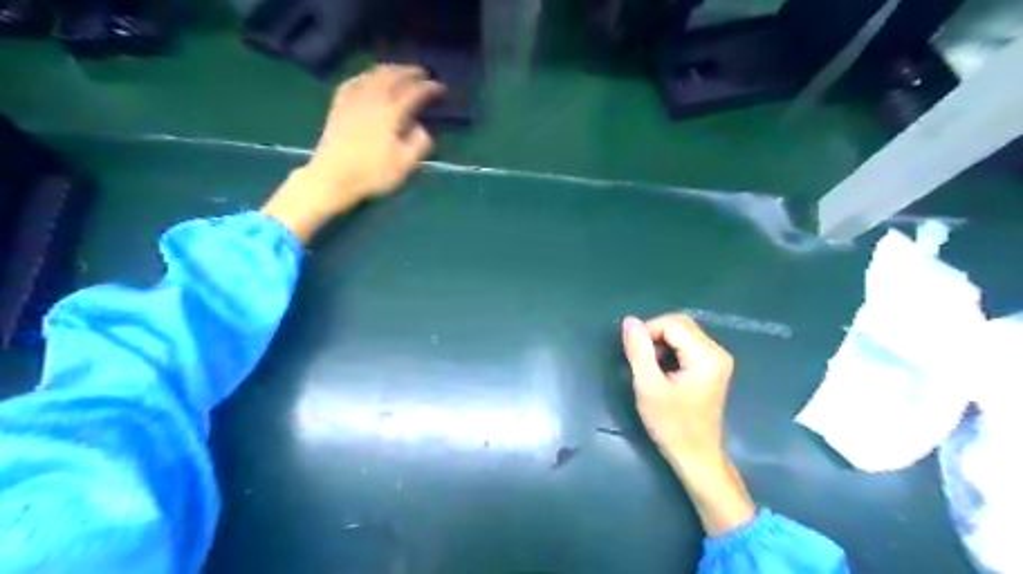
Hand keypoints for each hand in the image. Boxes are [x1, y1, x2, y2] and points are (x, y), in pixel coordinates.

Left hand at [260, 62, 440, 242]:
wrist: (333, 177)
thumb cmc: (372, 174)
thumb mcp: (404, 165)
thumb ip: (419, 144)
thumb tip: (422, 128)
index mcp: (391, 114)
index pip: (414, 92)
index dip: (429, 87)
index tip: (440, 87)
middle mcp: (373, 100)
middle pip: (393, 76)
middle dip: (410, 72)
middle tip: (423, 73)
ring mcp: (353, 99)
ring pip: (373, 74)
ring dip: (390, 69)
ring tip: (400, 71)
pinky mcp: (339, 105)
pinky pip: (353, 81)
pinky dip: (366, 76)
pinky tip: (368, 79)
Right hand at [619, 311, 754, 536]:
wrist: (696, 456)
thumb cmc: (671, 425)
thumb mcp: (648, 386)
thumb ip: (639, 351)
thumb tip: (630, 321)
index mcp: (706, 355)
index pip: (671, 323)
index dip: (647, 332)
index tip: (634, 355)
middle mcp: (717, 351)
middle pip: (679, 324)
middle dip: (654, 335)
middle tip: (641, 361)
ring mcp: (717, 358)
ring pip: (682, 332)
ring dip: (661, 343)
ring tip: (651, 368)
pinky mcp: (712, 366)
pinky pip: (686, 344)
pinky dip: (670, 350)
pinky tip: (663, 371)